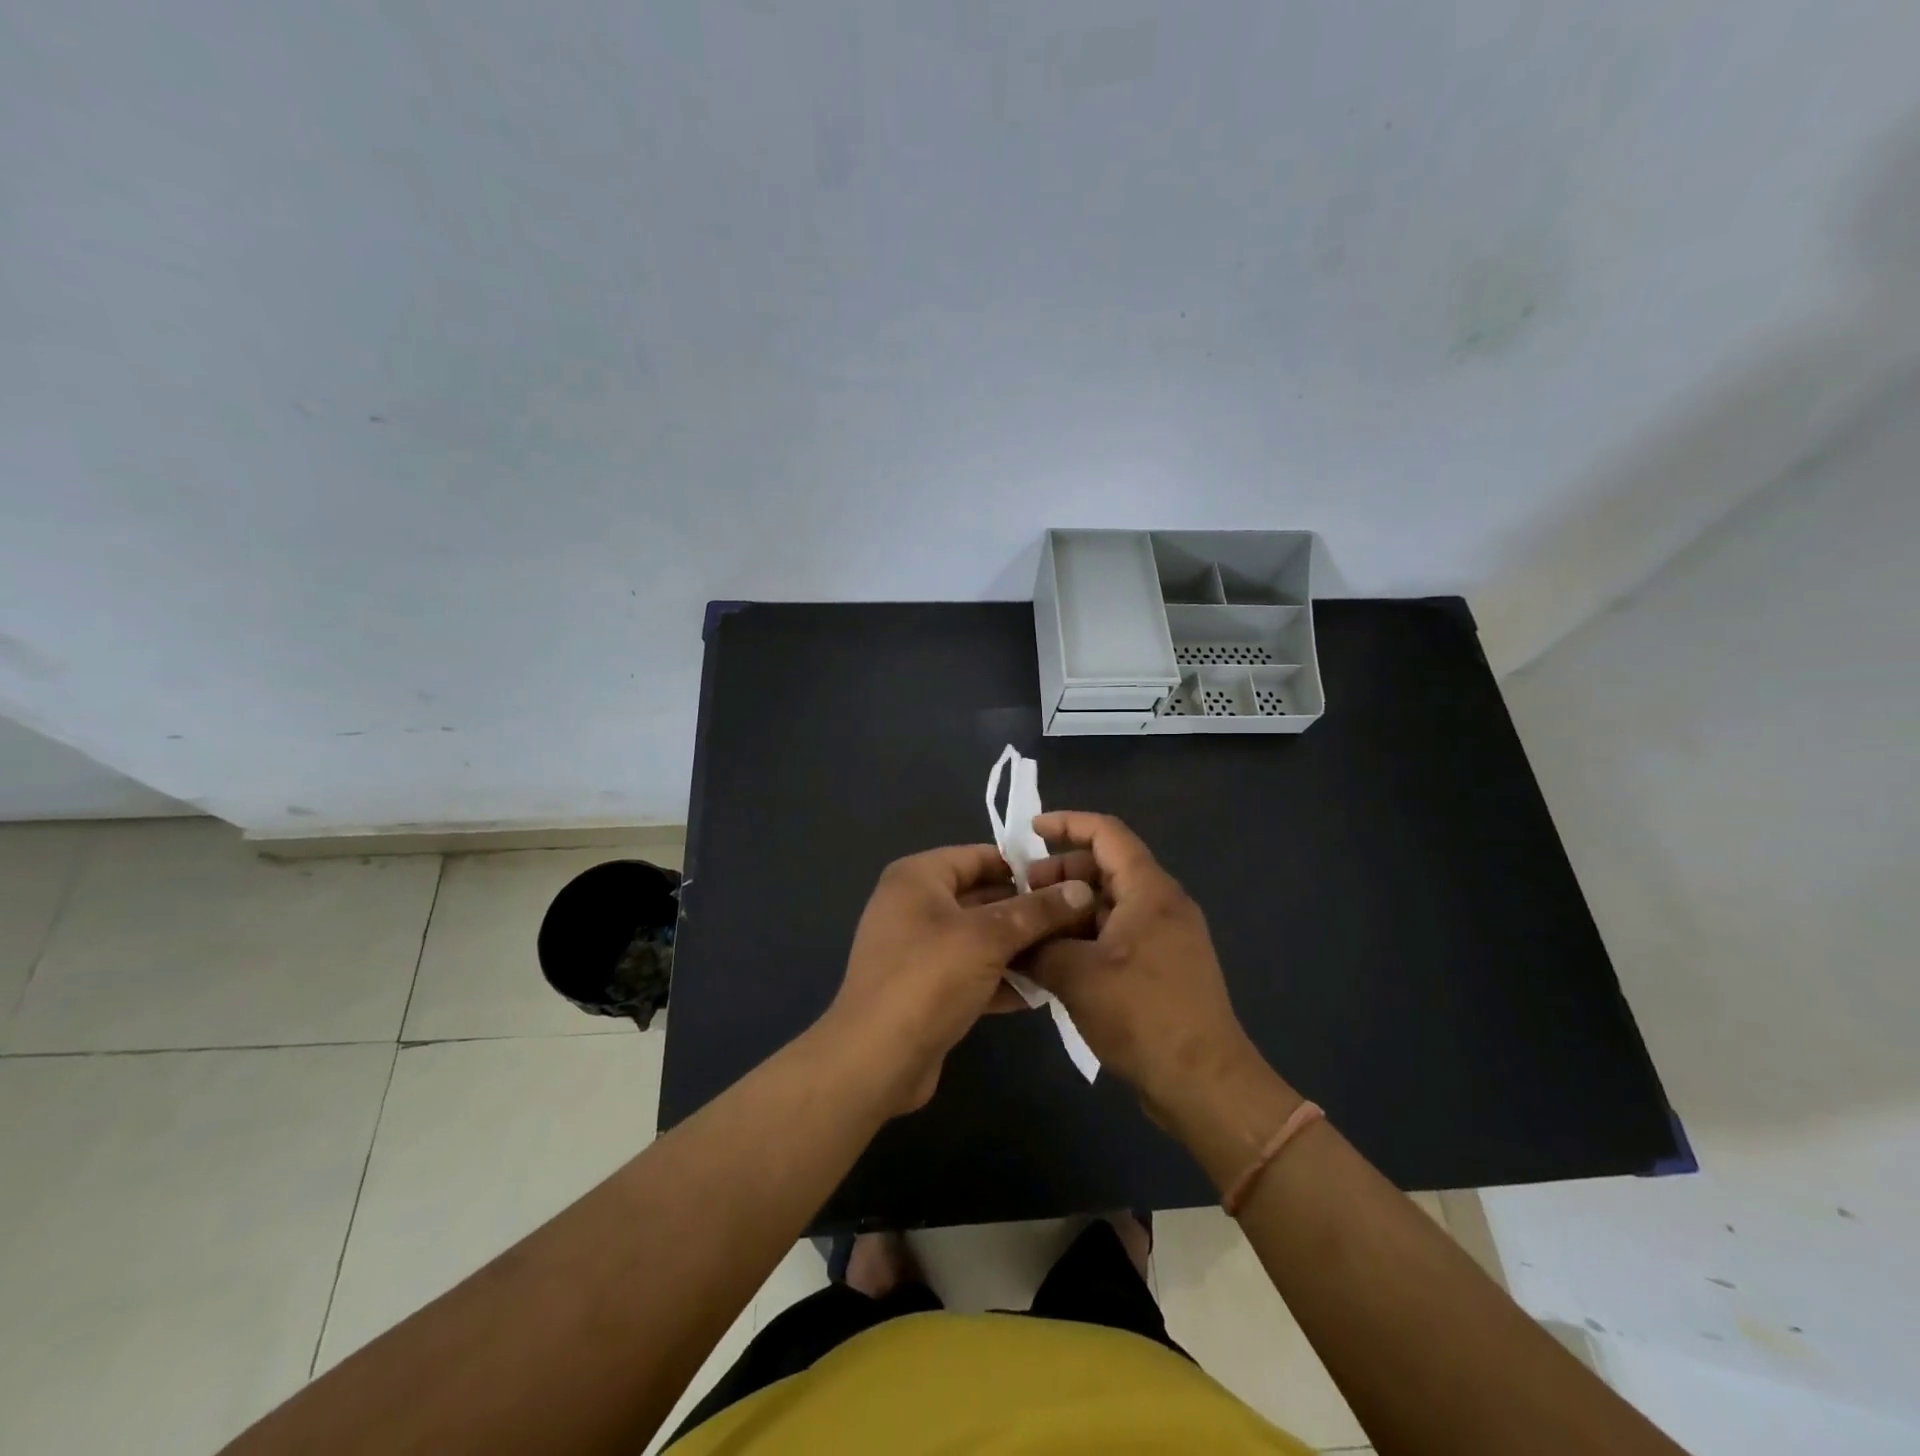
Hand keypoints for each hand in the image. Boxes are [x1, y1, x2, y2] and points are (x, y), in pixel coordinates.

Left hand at [825, 844, 1095, 1115]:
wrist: (876, 1059)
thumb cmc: (929, 978)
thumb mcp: (988, 937)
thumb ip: (1036, 911)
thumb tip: (1082, 889)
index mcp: (918, 877)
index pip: (980, 856)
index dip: (1024, 867)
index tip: (1068, 881)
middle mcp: (914, 905)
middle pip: (982, 897)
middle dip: (1027, 911)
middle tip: (1078, 920)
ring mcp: (918, 949)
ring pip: (979, 938)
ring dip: (1019, 947)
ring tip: (1068, 953)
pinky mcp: (926, 988)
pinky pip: (971, 971)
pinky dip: (1001, 978)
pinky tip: (1041, 991)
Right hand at [1026, 812, 1260, 1122]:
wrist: (1203, 1084)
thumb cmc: (1142, 1016)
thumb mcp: (1077, 976)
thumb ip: (1039, 945)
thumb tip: (1012, 938)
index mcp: (1149, 890)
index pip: (1107, 833)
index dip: (1066, 823)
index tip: (1028, 830)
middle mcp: (1162, 904)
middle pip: (1106, 867)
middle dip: (1061, 873)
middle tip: (1023, 895)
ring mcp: (1165, 937)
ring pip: (1110, 904)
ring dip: (1070, 909)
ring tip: (1032, 932)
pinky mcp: (1162, 967)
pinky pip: (1118, 933)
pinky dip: (1086, 936)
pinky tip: (1056, 961)